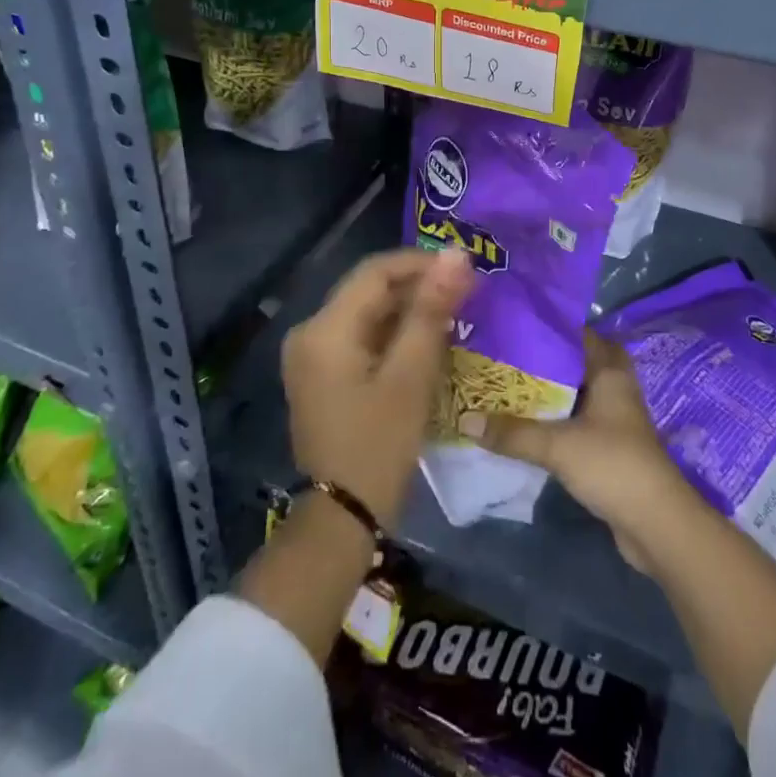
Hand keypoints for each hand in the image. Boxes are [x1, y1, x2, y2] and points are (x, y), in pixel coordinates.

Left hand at [282, 246, 473, 530]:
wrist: (341, 520)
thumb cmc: (378, 445)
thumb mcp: (411, 375)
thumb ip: (431, 311)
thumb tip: (456, 256)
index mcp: (325, 328)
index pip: (376, 271)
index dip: (421, 263)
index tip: (464, 270)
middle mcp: (310, 332)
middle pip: (369, 290)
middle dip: (418, 288)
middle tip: (466, 293)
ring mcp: (312, 355)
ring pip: (367, 313)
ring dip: (408, 311)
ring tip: (454, 314)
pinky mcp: (321, 375)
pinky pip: (360, 337)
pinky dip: (393, 334)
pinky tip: (426, 342)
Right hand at [460, 329, 692, 570]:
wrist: (657, 524)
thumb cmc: (613, 465)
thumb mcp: (557, 446)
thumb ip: (512, 433)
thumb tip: (465, 418)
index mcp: (609, 371)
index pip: (578, 334)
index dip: (548, 327)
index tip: (513, 325)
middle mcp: (614, 387)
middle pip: (576, 363)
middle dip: (544, 360)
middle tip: (506, 357)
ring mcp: (613, 419)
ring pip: (575, 393)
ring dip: (548, 392)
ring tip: (506, 387)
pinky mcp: (609, 447)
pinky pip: (576, 421)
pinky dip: (554, 420)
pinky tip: (525, 425)